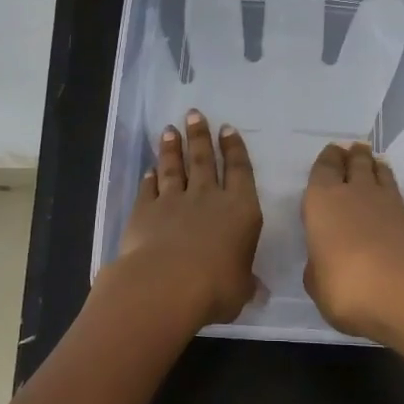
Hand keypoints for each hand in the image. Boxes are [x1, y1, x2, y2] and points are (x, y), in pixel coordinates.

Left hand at [107, 110, 262, 330]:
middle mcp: (208, 197)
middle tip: (194, 114)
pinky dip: (149, 178)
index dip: (235, 149)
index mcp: (240, 210)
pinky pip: (149, 189)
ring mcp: (174, 201)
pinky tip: (149, 170)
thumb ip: (246, 282)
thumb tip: (258, 290)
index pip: (240, 171)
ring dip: (172, 148)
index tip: (227, 129)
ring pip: (174, 168)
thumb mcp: (241, 290)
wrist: (166, 285)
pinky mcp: (146, 211)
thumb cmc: (216, 287)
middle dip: (200, 136)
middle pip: (204, 159)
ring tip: (170, 129)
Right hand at [301, 140, 403, 351]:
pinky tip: (391, 203)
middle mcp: (356, 193)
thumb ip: (318, 267)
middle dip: (352, 155)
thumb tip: (324, 260)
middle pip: (355, 163)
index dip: (327, 160)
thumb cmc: (349, 288)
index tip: (331, 152)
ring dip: (375, 167)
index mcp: (323, 202)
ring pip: (381, 173)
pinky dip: (393, 194)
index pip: (323, 169)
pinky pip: (399, 197)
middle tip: (353, 150)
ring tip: (374, 165)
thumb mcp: (318, 286)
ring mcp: (390, 204)